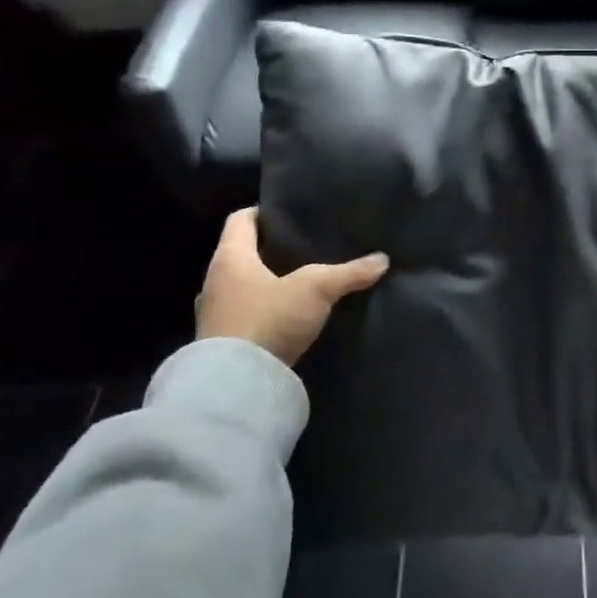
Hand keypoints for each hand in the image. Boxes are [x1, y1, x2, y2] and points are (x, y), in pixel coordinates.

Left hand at [195, 209, 389, 364]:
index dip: (263, 212)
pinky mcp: (219, 344)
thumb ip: (349, 273)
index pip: (240, 220)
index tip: (288, 214)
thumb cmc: (268, 319)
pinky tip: (287, 317)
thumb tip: (383, 259)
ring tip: (298, 283)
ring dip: (263, 284)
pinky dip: (262, 311)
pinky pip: (243, 315)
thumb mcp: (316, 290)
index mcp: (230, 258)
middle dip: (268, 250)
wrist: (235, 385)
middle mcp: (215, 281)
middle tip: (302, 248)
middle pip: (240, 254)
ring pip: (241, 287)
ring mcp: (213, 315)